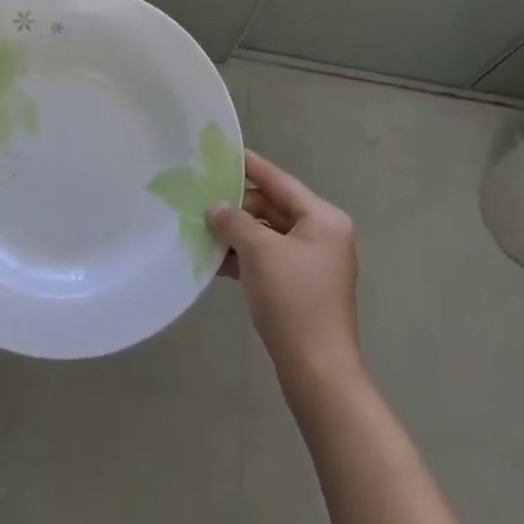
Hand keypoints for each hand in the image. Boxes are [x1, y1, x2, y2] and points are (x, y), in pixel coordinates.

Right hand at [208, 150, 361, 383]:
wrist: (317, 372)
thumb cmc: (293, 300)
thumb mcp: (260, 252)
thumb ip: (234, 221)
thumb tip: (216, 208)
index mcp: (323, 219)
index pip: (280, 181)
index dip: (250, 165)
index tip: (222, 151)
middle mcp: (321, 234)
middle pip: (272, 207)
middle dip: (237, 206)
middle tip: (200, 197)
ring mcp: (311, 263)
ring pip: (267, 235)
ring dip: (236, 233)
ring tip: (200, 226)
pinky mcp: (299, 287)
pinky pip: (267, 259)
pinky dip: (244, 257)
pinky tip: (213, 259)